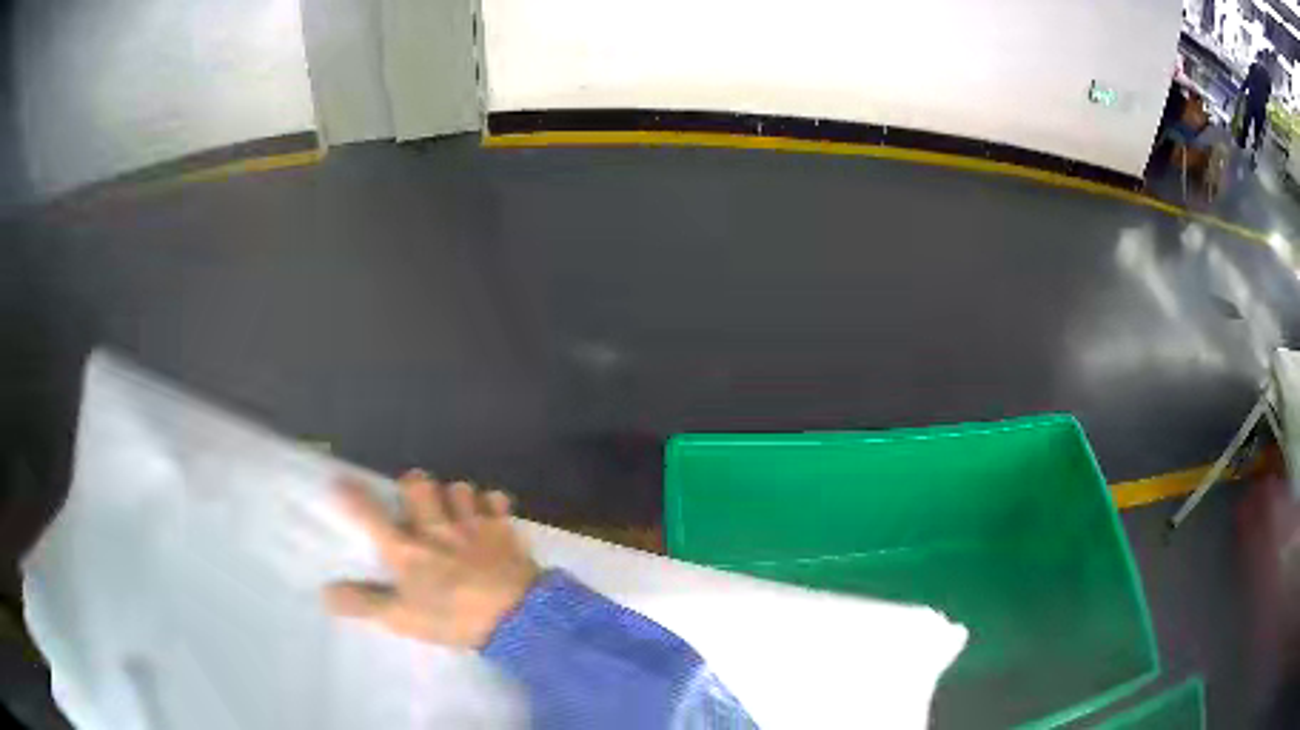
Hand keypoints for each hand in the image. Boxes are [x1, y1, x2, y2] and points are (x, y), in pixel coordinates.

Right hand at [324, 471, 540, 648]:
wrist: (516, 617)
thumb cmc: (454, 618)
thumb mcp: (402, 618)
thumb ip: (364, 603)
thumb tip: (325, 592)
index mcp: (407, 550)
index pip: (371, 515)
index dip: (353, 496)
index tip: (341, 480)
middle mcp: (436, 528)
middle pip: (417, 483)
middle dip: (412, 486)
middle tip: (414, 504)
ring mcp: (472, 524)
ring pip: (457, 487)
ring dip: (453, 496)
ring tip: (454, 513)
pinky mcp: (504, 528)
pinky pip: (495, 499)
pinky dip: (490, 504)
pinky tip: (489, 515)